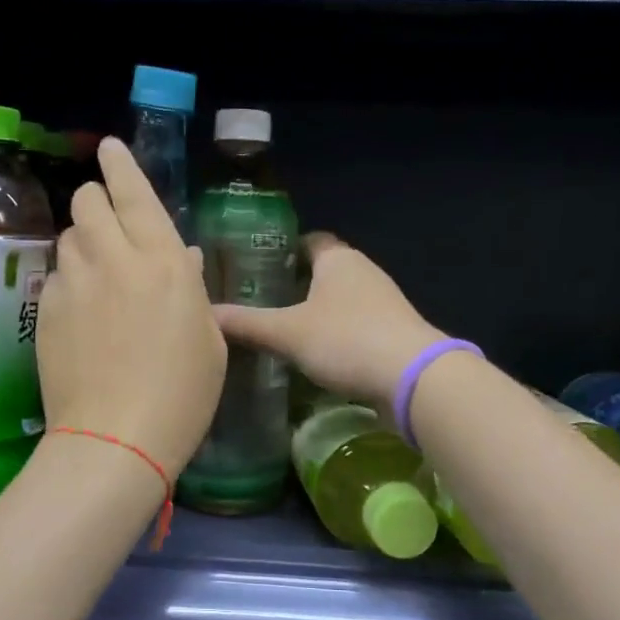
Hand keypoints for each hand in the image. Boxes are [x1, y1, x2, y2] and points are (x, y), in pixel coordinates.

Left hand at [36, 137, 225, 478]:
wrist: (116, 438)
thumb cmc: (182, 395)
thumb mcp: (209, 341)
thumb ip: (193, 289)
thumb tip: (183, 259)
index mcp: (163, 261)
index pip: (134, 192)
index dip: (120, 164)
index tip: (109, 149)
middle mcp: (114, 259)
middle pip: (87, 202)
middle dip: (96, 201)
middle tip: (109, 225)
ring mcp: (73, 283)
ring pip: (67, 236)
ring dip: (82, 242)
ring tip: (97, 274)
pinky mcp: (45, 310)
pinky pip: (55, 277)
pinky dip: (68, 281)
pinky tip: (80, 313)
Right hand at [213, 234, 443, 411]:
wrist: (414, 378)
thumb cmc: (346, 339)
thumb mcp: (287, 333)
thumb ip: (246, 324)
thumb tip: (206, 314)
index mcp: (339, 260)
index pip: (310, 241)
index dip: (285, 249)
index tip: (259, 265)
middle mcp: (364, 272)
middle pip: (327, 271)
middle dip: (298, 284)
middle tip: (263, 302)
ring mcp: (385, 303)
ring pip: (343, 300)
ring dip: (319, 312)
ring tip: (285, 331)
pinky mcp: (395, 333)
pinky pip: (358, 325)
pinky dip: (338, 335)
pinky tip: (319, 356)